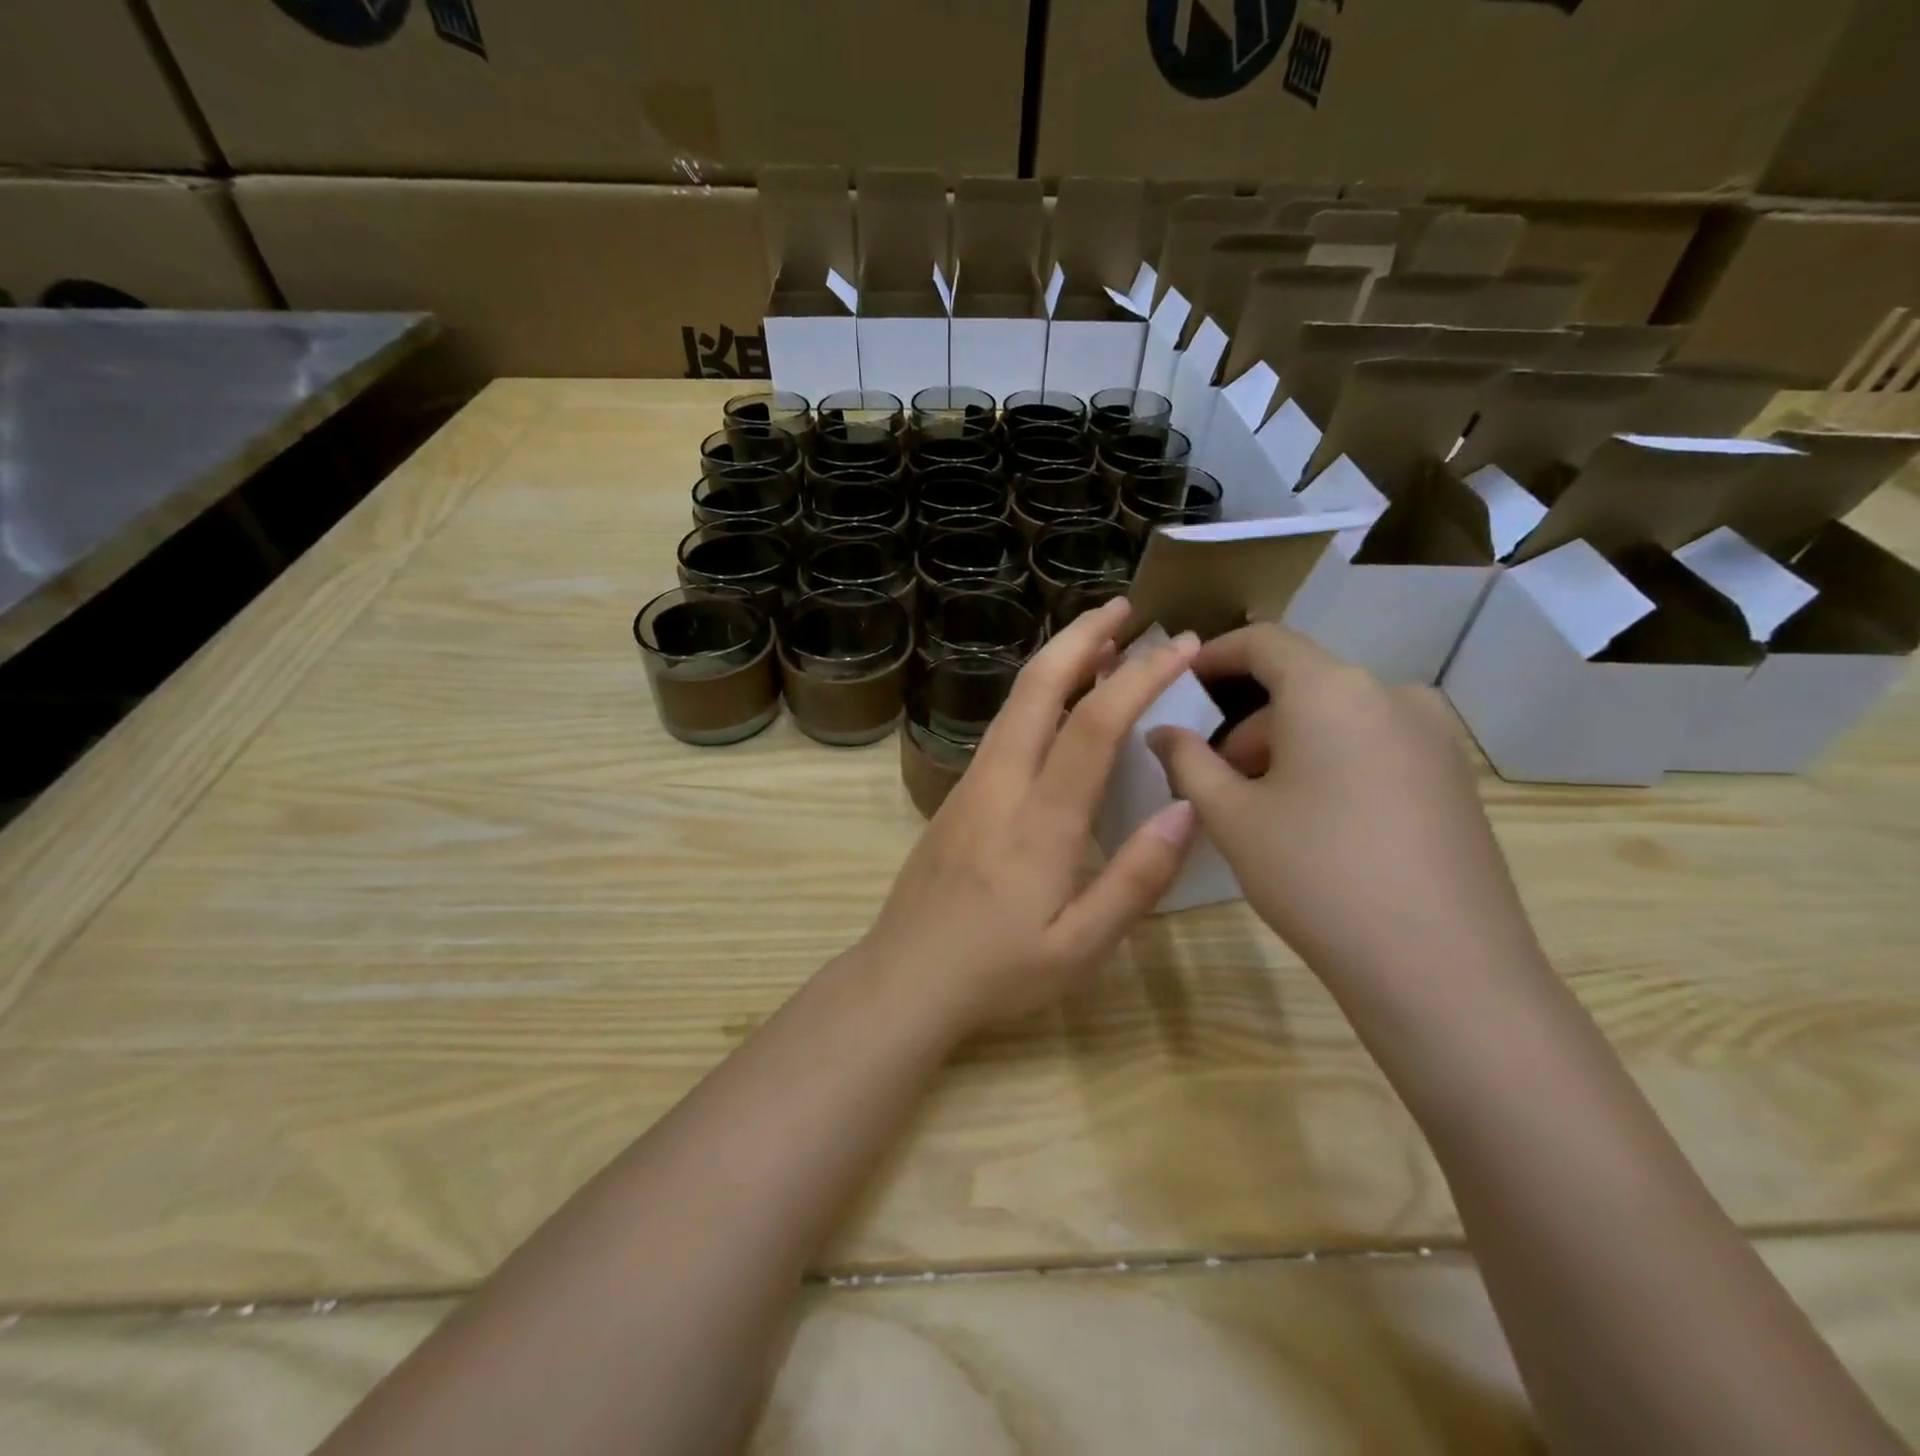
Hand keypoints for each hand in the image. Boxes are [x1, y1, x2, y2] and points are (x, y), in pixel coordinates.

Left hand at [859, 600, 1201, 1036]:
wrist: (903, 979)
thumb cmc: (997, 972)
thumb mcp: (1081, 947)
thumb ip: (1136, 879)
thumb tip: (1186, 808)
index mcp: (1039, 821)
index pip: (1093, 724)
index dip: (1140, 675)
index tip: (1182, 644)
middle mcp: (1000, 784)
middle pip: (1037, 686)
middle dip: (1082, 636)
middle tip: (1126, 607)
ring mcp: (970, 785)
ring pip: (1013, 701)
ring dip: (1057, 660)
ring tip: (1101, 642)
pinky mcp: (956, 795)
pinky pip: (1002, 727)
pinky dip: (1036, 695)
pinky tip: (1057, 704)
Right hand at [1147, 625, 1541, 990]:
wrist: (1442, 969)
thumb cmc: (1316, 875)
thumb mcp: (1232, 817)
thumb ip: (1187, 761)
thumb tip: (1161, 732)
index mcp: (1331, 689)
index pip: (1264, 641)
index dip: (1214, 656)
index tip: (1179, 684)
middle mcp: (1391, 694)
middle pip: (1300, 686)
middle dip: (1247, 725)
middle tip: (1212, 780)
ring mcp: (1433, 735)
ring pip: (1337, 720)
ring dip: (1287, 748)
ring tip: (1261, 811)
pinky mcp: (1455, 777)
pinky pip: (1374, 747)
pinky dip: (1331, 765)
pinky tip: (1317, 825)